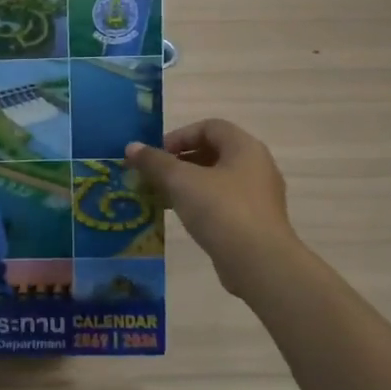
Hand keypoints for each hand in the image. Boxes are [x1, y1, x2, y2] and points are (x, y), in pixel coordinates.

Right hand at [125, 120, 299, 294]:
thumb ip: (154, 162)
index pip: (209, 127)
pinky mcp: (255, 221)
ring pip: (217, 180)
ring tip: (162, 197)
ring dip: (188, 184)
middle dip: (180, 161)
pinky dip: (201, 203)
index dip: (179, 136)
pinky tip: (182, 217)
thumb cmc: (221, 210)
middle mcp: (257, 166)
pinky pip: (224, 202)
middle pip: (213, 152)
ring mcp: (259, 196)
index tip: (156, 155)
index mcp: (245, 147)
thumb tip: (131, 147)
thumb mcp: (181, 181)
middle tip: (155, 176)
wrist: (258, 262)